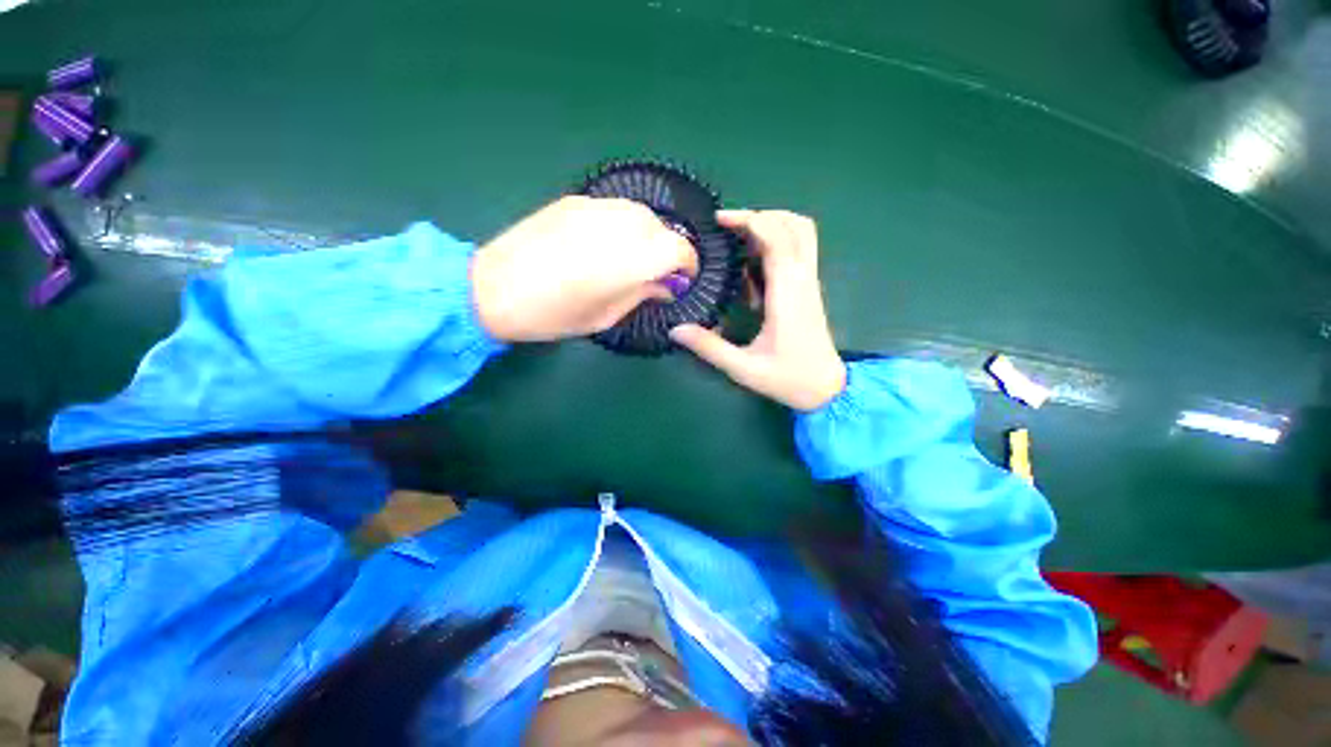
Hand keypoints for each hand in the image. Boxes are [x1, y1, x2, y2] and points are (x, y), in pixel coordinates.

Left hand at [471, 196, 697, 341]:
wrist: (493, 287)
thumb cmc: (554, 314)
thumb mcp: (605, 316)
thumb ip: (642, 295)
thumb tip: (665, 286)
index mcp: (631, 259)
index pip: (680, 249)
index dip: (687, 266)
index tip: (681, 282)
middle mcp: (620, 225)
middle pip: (663, 228)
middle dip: (667, 251)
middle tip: (654, 275)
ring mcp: (595, 207)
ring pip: (640, 214)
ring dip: (646, 236)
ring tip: (629, 259)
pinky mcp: (574, 200)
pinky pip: (614, 209)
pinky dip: (622, 226)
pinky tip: (604, 245)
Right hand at [669, 210, 845, 410]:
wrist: (826, 389)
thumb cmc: (787, 379)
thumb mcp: (743, 368)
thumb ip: (709, 347)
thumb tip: (675, 330)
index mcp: (788, 293)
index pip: (777, 238)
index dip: (750, 220)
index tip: (720, 221)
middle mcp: (803, 280)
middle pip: (795, 225)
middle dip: (761, 216)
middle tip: (729, 228)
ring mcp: (809, 283)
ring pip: (802, 234)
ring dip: (772, 226)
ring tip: (739, 241)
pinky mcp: (808, 290)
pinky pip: (798, 252)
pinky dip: (776, 246)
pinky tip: (751, 268)